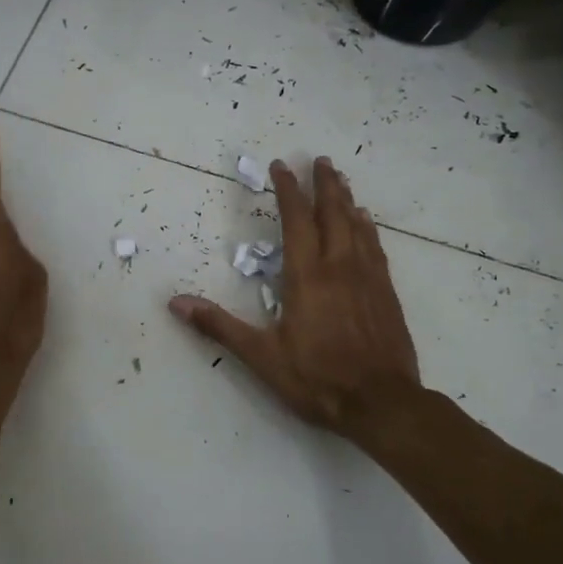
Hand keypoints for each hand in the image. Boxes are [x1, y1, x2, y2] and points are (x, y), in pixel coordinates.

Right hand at [168, 157, 419, 441]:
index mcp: (306, 276)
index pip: (296, 220)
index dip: (287, 190)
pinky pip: (376, 248)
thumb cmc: (317, 379)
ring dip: (346, 200)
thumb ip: (219, 326)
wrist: (382, 403)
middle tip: (319, 160)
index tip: (281, 166)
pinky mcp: (386, 293)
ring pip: (357, 226)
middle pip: (332, 214)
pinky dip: (368, 228)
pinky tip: (367, 222)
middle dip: (324, 184)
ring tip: (341, 180)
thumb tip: (175, 303)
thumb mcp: (262, 356)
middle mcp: (339, 267)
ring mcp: (367, 278)